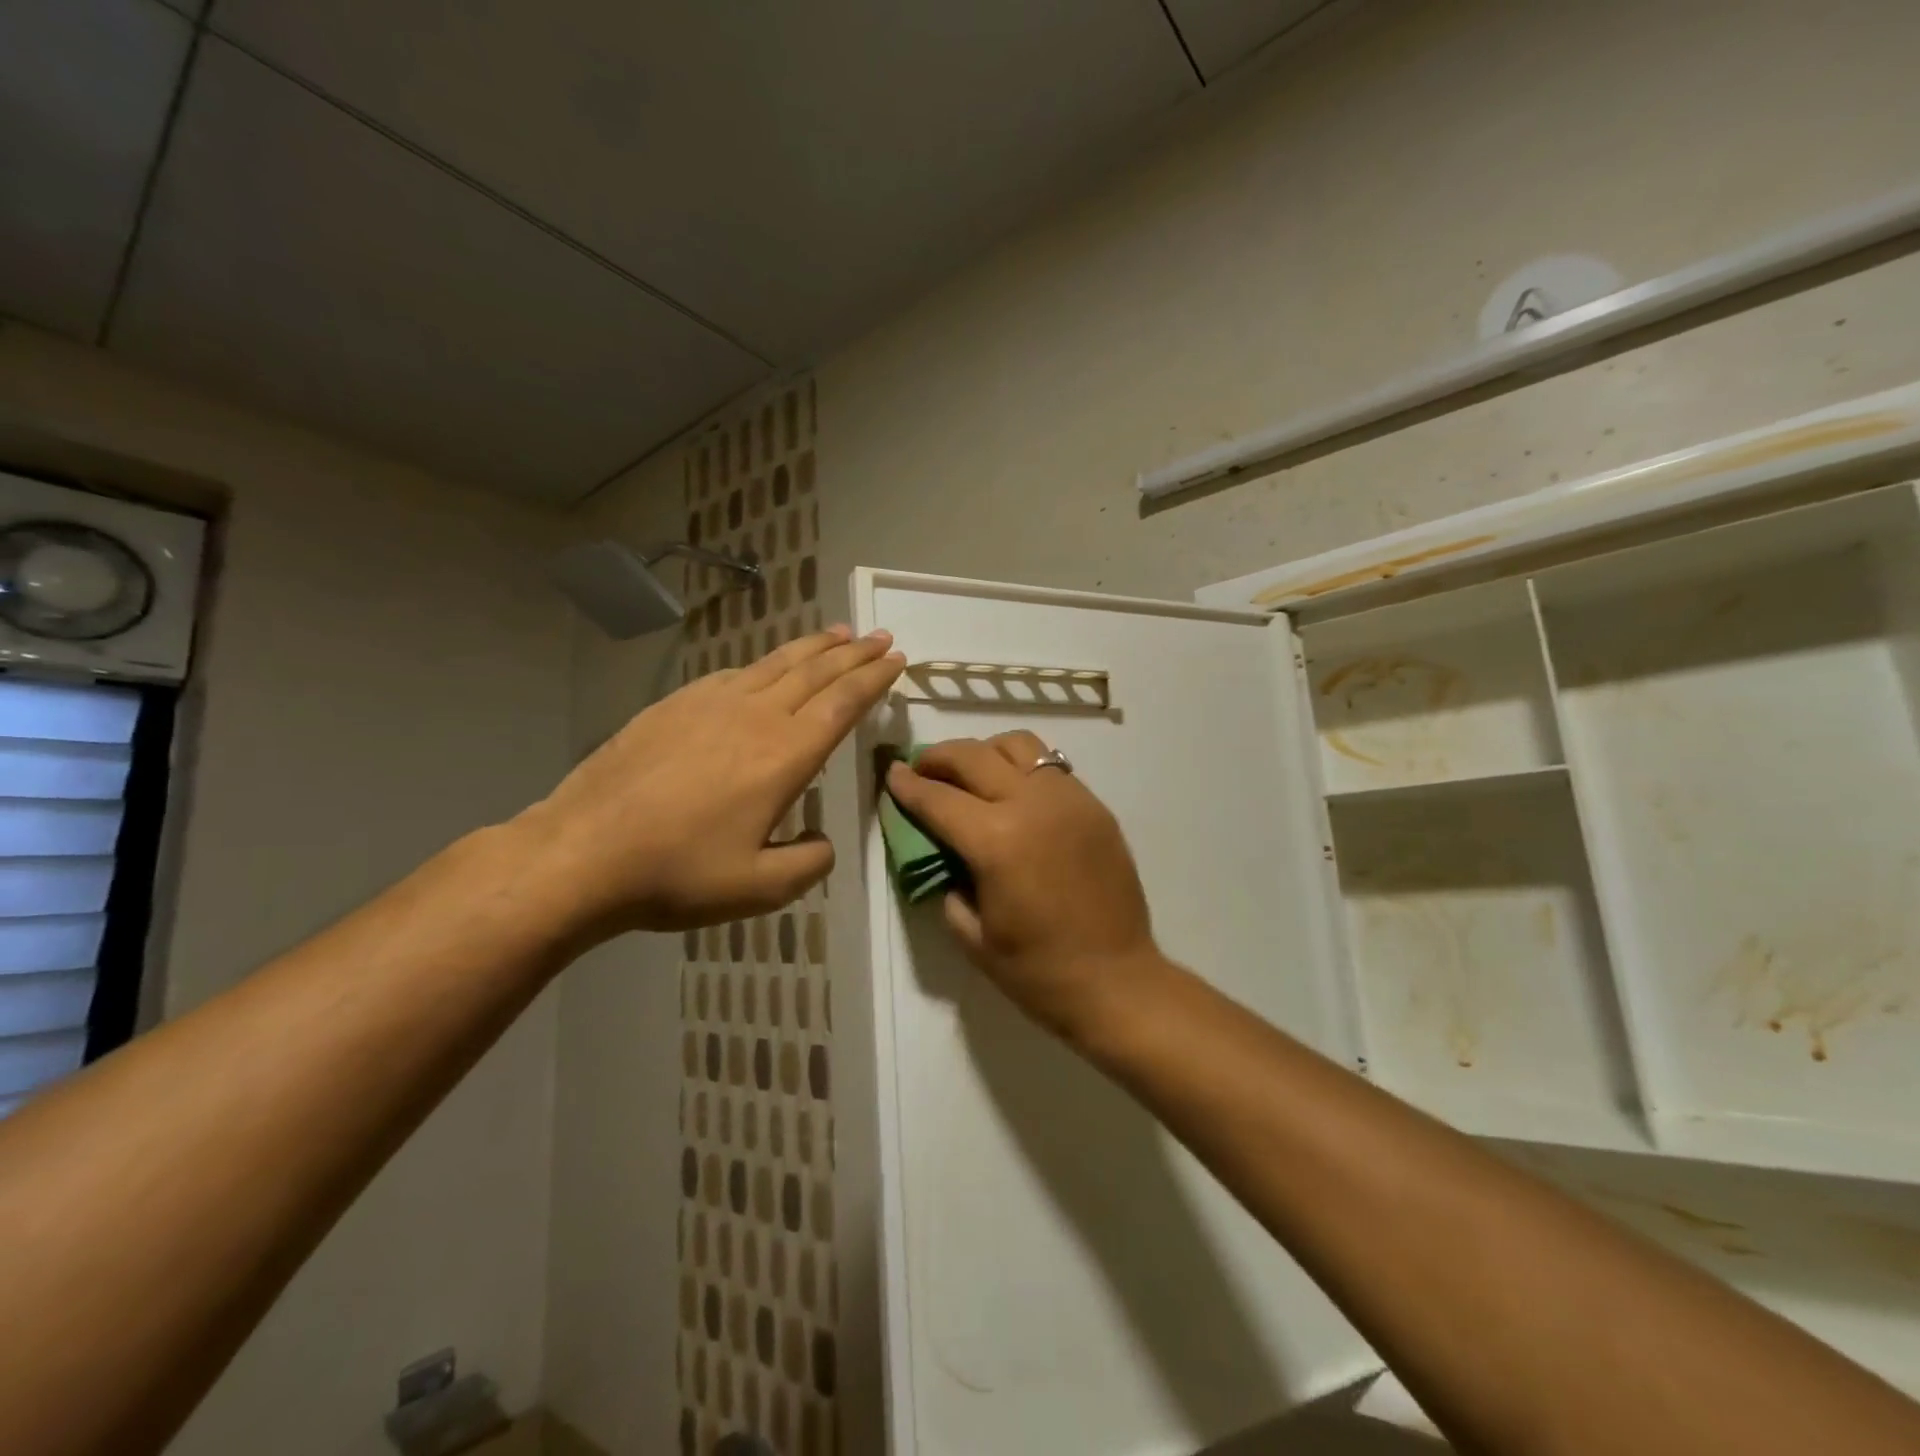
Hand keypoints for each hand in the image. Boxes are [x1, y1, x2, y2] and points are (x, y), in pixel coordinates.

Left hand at [523, 626, 904, 940]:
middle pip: (816, 671)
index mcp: (784, 756)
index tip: (896, 659)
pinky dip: (765, 662)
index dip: (873, 678)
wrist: (581, 853)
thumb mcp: (760, 888)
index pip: (842, 703)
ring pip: (776, 662)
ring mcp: (710, 704)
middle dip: (854, 652)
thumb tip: (822, 840)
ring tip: (839, 633)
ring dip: (813, 646)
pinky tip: (767, 666)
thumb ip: (809, 863)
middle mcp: (754, 716)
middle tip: (880, 636)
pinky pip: (734, 673)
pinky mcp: (674, 705)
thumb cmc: (677, 873)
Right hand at [884, 732, 1164, 1042]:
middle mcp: (1033, 805)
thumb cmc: (1037, 971)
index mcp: (997, 841)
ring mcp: (1070, 799)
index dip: (908, 785)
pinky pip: (1051, 767)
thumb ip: (948, 881)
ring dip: (985, 752)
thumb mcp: (972, 935)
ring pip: (1018, 745)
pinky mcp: (1095, 806)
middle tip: (922, 767)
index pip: (939, 798)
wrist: (1116, 981)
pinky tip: (1014, 794)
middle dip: (939, 757)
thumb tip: (942, 849)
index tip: (892, 773)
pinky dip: (1022, 768)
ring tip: (972, 774)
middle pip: (974, 756)